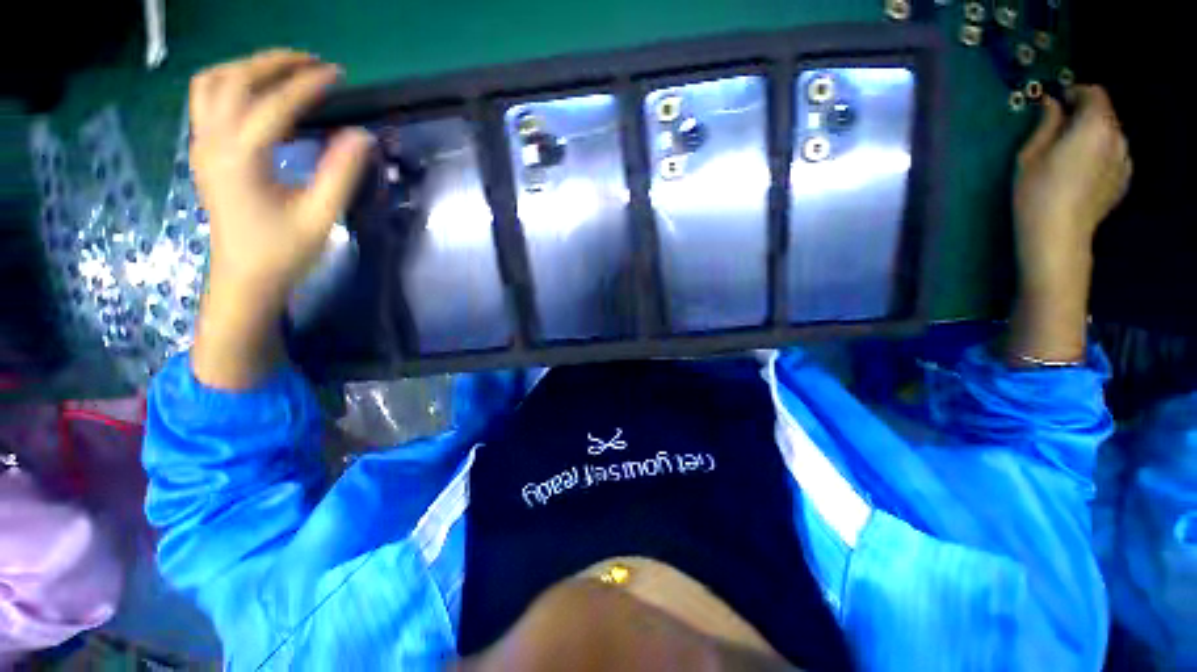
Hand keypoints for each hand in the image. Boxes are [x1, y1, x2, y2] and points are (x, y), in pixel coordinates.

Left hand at [188, 49, 372, 388]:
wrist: (244, 277)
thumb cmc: (283, 252)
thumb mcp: (320, 217)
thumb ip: (340, 174)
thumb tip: (361, 136)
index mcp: (241, 158)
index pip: (274, 104)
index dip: (307, 85)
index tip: (337, 74)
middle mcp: (213, 142)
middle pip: (234, 79)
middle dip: (273, 62)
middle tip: (312, 63)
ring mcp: (202, 145)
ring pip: (212, 83)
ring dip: (248, 67)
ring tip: (284, 70)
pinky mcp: (204, 152)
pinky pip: (207, 100)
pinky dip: (232, 82)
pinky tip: (257, 92)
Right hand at [1013, 86, 1130, 291]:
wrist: (1058, 235)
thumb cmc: (1037, 192)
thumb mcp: (1031, 154)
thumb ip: (1046, 124)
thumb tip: (1050, 103)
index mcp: (1095, 126)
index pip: (1093, 94)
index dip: (1075, 93)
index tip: (1057, 102)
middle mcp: (1116, 137)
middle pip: (1104, 114)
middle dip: (1084, 115)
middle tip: (1060, 128)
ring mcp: (1124, 160)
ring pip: (1110, 135)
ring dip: (1093, 134)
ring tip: (1070, 152)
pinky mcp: (1123, 179)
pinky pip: (1114, 155)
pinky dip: (1101, 154)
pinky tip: (1083, 170)